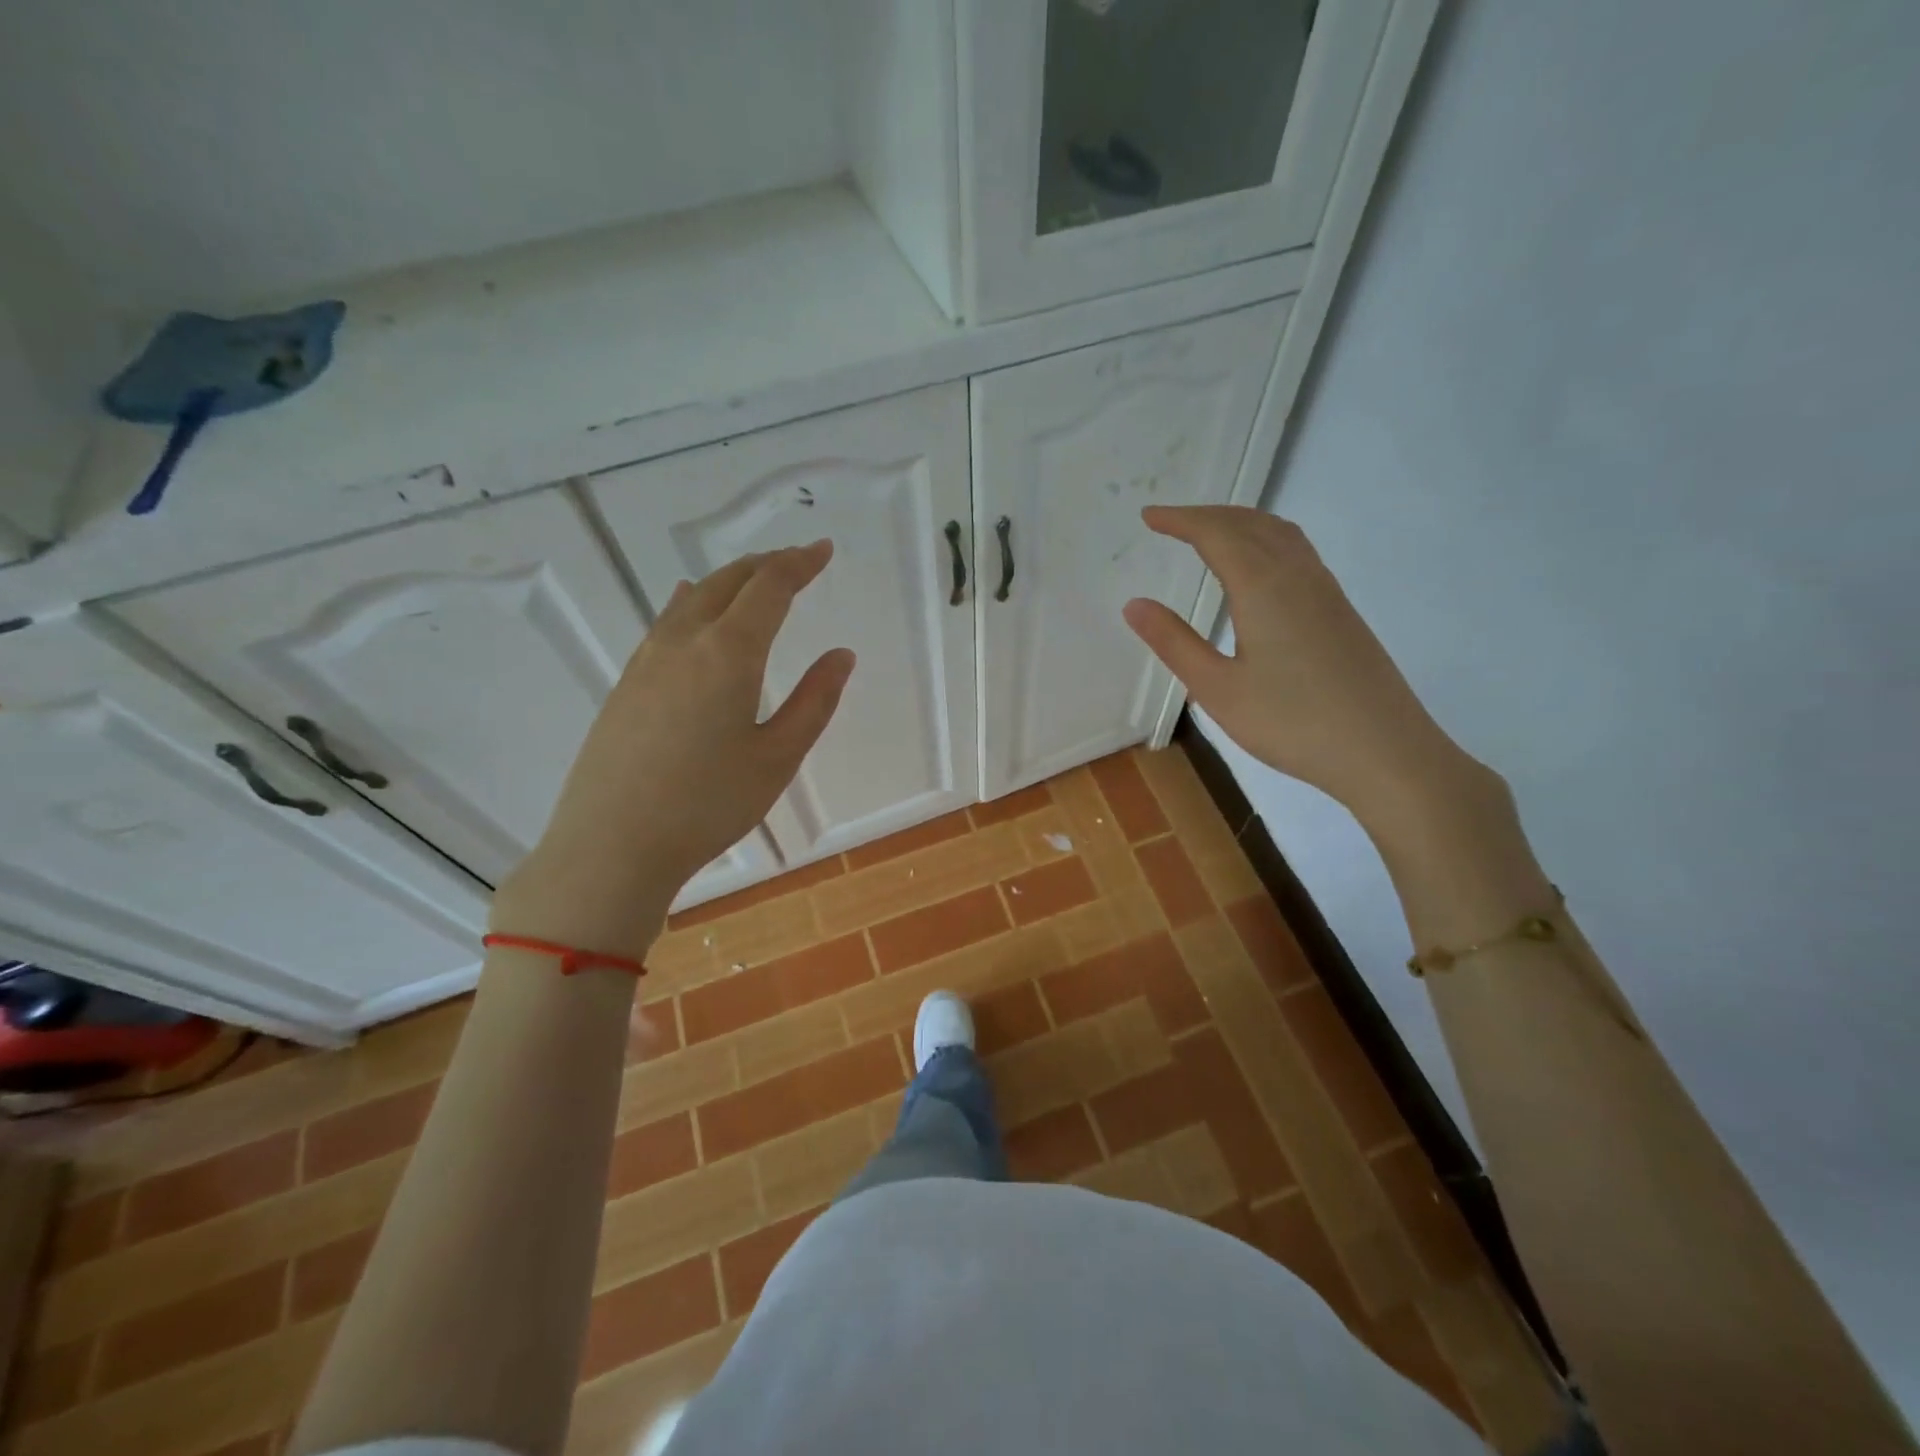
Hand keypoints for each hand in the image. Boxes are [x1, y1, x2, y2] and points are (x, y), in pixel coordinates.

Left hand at [493, 541, 853, 954]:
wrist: (610, 846)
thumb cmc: (707, 805)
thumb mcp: (777, 758)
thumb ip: (814, 701)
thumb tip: (841, 655)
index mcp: (728, 653)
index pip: (769, 588)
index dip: (800, 564)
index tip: (823, 550)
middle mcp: (684, 642)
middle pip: (727, 582)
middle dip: (766, 564)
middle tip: (796, 561)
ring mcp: (646, 660)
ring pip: (692, 597)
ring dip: (729, 580)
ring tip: (753, 580)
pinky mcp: (626, 683)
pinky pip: (666, 621)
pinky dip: (694, 601)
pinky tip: (691, 606)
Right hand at [1122, 506, 1492, 837]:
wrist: (1384, 751)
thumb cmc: (1292, 722)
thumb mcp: (1218, 689)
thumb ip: (1175, 643)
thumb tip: (1135, 604)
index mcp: (1263, 587)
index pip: (1216, 534)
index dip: (1180, 520)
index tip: (1148, 517)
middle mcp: (1298, 575)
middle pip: (1250, 524)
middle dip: (1207, 516)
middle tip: (1171, 522)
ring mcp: (1326, 591)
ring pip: (1280, 534)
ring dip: (1240, 523)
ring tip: (1210, 534)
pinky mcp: (1340, 611)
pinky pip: (1298, 553)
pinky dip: (1266, 541)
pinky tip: (1258, 569)